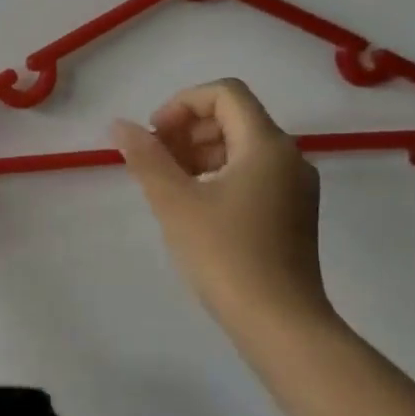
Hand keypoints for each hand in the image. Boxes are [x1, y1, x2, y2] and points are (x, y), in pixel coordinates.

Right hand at [111, 80, 332, 336]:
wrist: (279, 322)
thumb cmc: (225, 254)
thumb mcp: (174, 202)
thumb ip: (146, 157)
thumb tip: (119, 125)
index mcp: (266, 145)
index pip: (225, 93)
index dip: (182, 103)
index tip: (154, 135)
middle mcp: (290, 157)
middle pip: (235, 117)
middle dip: (188, 128)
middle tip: (154, 160)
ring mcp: (295, 187)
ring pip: (243, 147)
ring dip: (200, 152)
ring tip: (168, 184)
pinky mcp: (293, 213)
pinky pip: (253, 173)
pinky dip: (219, 174)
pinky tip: (194, 205)